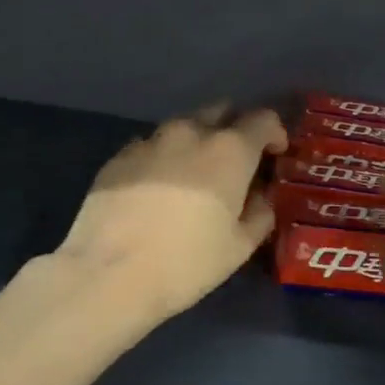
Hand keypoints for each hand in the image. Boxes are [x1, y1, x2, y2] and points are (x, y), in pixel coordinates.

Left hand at [55, 104, 287, 327]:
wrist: (109, 273)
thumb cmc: (186, 263)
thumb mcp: (239, 247)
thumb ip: (259, 213)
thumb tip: (260, 196)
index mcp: (229, 150)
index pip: (263, 120)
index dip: (275, 134)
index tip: (275, 155)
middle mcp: (189, 132)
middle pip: (220, 112)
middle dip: (233, 129)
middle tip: (235, 164)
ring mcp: (149, 141)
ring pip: (182, 127)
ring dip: (196, 143)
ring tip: (193, 178)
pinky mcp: (118, 157)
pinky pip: (150, 147)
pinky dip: (162, 159)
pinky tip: (156, 190)